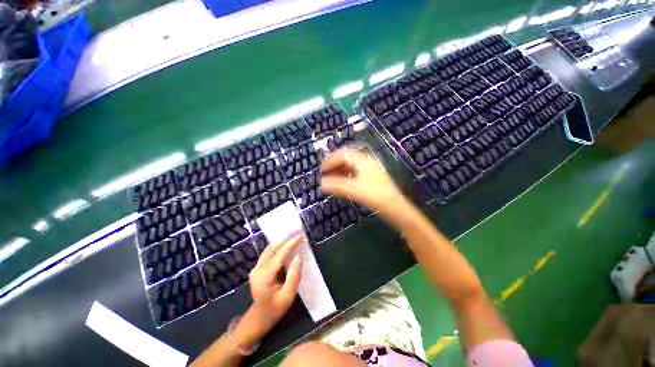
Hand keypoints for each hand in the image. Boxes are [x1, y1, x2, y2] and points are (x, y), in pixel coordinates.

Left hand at [248, 236, 302, 326]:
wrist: (259, 318)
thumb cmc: (275, 309)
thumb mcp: (288, 296)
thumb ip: (294, 276)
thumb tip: (298, 256)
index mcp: (264, 277)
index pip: (279, 255)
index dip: (290, 244)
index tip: (300, 236)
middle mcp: (257, 269)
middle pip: (272, 248)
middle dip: (285, 240)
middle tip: (296, 233)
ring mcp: (255, 268)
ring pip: (269, 249)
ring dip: (281, 242)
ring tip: (293, 237)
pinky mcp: (257, 268)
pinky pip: (268, 254)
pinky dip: (278, 248)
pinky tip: (286, 246)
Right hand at [321, 149, 407, 217]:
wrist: (395, 207)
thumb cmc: (375, 196)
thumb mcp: (353, 190)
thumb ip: (336, 185)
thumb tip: (321, 183)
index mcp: (363, 160)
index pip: (343, 154)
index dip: (330, 161)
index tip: (321, 170)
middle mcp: (367, 161)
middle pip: (346, 158)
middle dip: (334, 165)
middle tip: (324, 173)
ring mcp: (370, 169)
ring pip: (351, 165)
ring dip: (339, 170)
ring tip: (330, 178)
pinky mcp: (371, 176)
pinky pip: (355, 171)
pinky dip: (346, 175)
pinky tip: (341, 182)